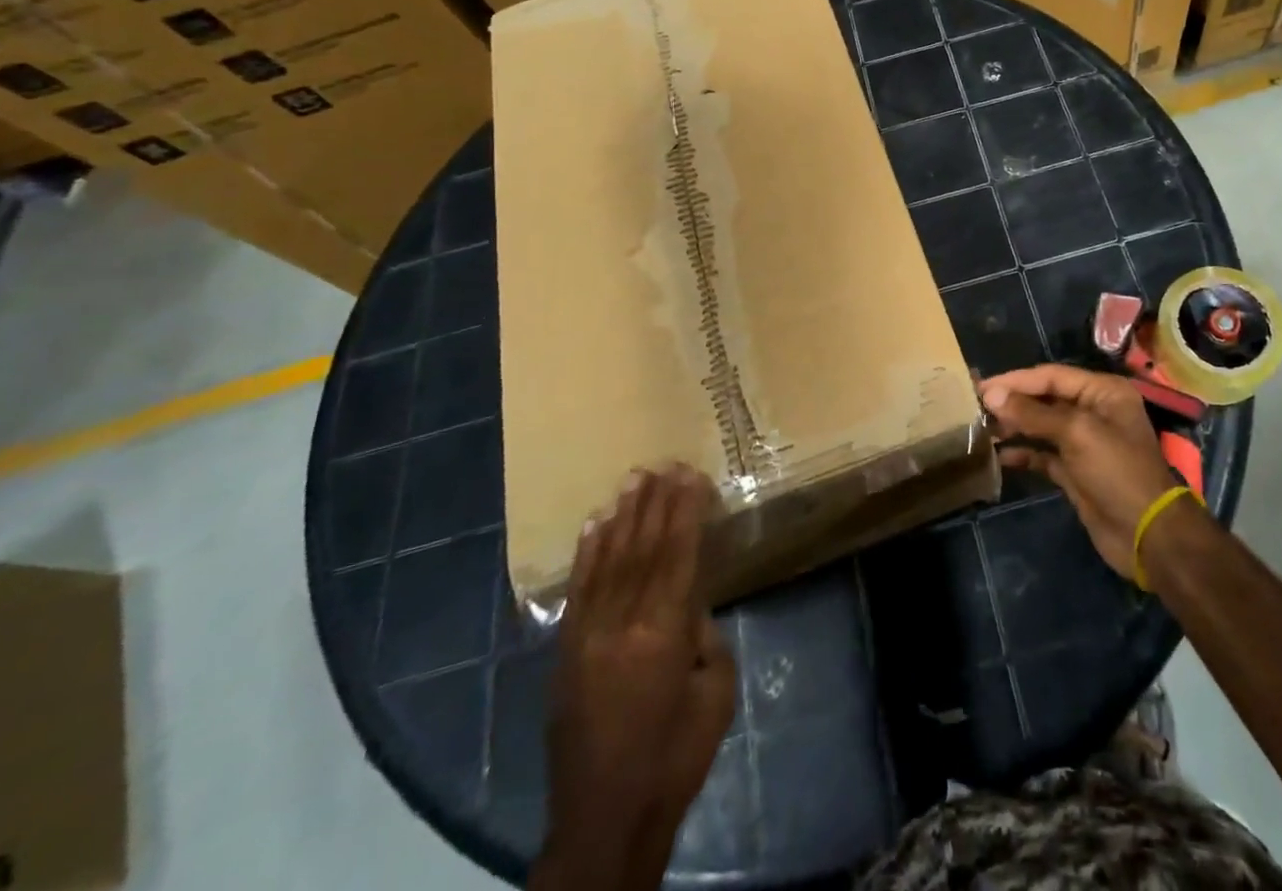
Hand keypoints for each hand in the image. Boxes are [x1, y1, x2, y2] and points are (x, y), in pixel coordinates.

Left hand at [536, 466, 734, 890]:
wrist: (606, 819)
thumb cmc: (675, 758)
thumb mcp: (716, 694)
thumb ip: (706, 638)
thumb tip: (690, 606)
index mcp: (664, 634)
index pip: (678, 555)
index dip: (686, 511)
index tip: (691, 475)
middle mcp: (622, 625)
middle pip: (643, 549)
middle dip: (657, 502)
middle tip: (665, 463)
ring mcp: (587, 637)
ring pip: (609, 562)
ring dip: (624, 517)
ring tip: (634, 479)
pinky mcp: (565, 653)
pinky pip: (578, 591)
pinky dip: (588, 554)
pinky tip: (596, 525)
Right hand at [980, 364, 1186, 578]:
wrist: (1147, 535)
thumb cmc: (1117, 472)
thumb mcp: (1077, 434)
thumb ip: (1033, 413)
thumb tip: (992, 395)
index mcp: (1103, 392)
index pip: (1051, 376)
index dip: (1016, 380)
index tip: (981, 388)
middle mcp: (1094, 411)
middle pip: (1045, 399)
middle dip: (1013, 402)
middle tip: (975, 407)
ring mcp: (1085, 443)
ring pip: (1042, 426)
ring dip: (1014, 426)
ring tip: (982, 429)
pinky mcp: (1076, 471)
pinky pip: (1044, 454)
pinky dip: (1024, 453)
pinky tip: (1000, 456)